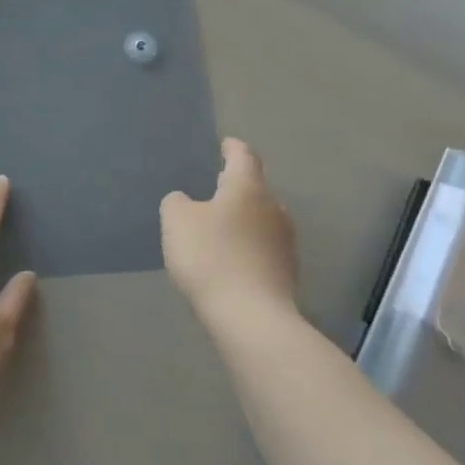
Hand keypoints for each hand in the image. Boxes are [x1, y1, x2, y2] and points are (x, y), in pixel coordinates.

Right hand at [161, 138, 298, 326]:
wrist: (252, 319)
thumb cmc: (212, 257)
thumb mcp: (176, 221)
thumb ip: (177, 203)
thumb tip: (186, 202)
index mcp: (248, 187)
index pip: (243, 156)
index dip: (232, 148)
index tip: (224, 145)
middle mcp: (273, 208)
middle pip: (256, 188)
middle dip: (236, 186)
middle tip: (215, 186)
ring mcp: (285, 242)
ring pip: (262, 219)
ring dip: (243, 218)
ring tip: (220, 226)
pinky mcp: (287, 273)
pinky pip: (263, 248)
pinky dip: (248, 246)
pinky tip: (231, 260)